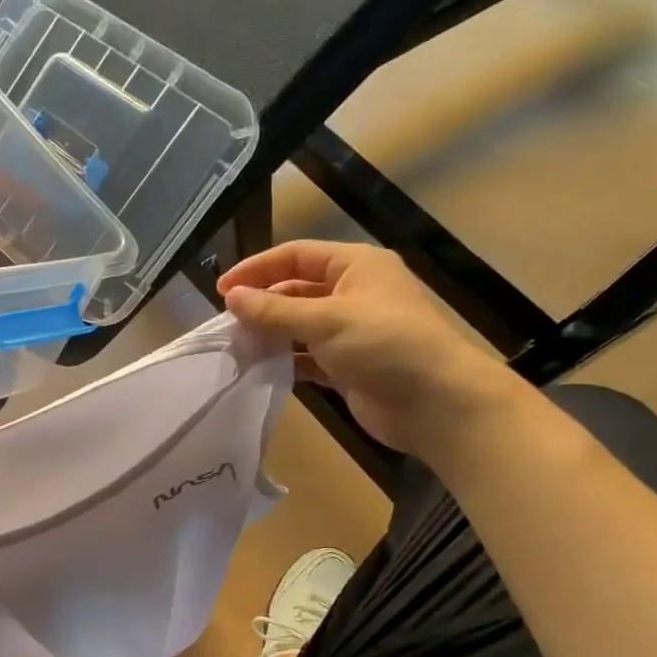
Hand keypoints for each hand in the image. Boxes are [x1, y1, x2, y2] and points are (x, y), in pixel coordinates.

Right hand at [219, 241, 523, 459]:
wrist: (435, 402)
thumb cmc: (384, 344)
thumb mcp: (326, 320)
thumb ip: (274, 310)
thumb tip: (231, 297)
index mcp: (356, 266)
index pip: (296, 255)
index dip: (257, 268)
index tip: (221, 290)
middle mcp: (354, 292)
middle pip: (297, 289)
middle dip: (263, 302)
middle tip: (227, 322)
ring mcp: (352, 331)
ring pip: (300, 325)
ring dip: (272, 333)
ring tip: (237, 345)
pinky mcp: (348, 365)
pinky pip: (308, 356)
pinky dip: (287, 360)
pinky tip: (262, 368)